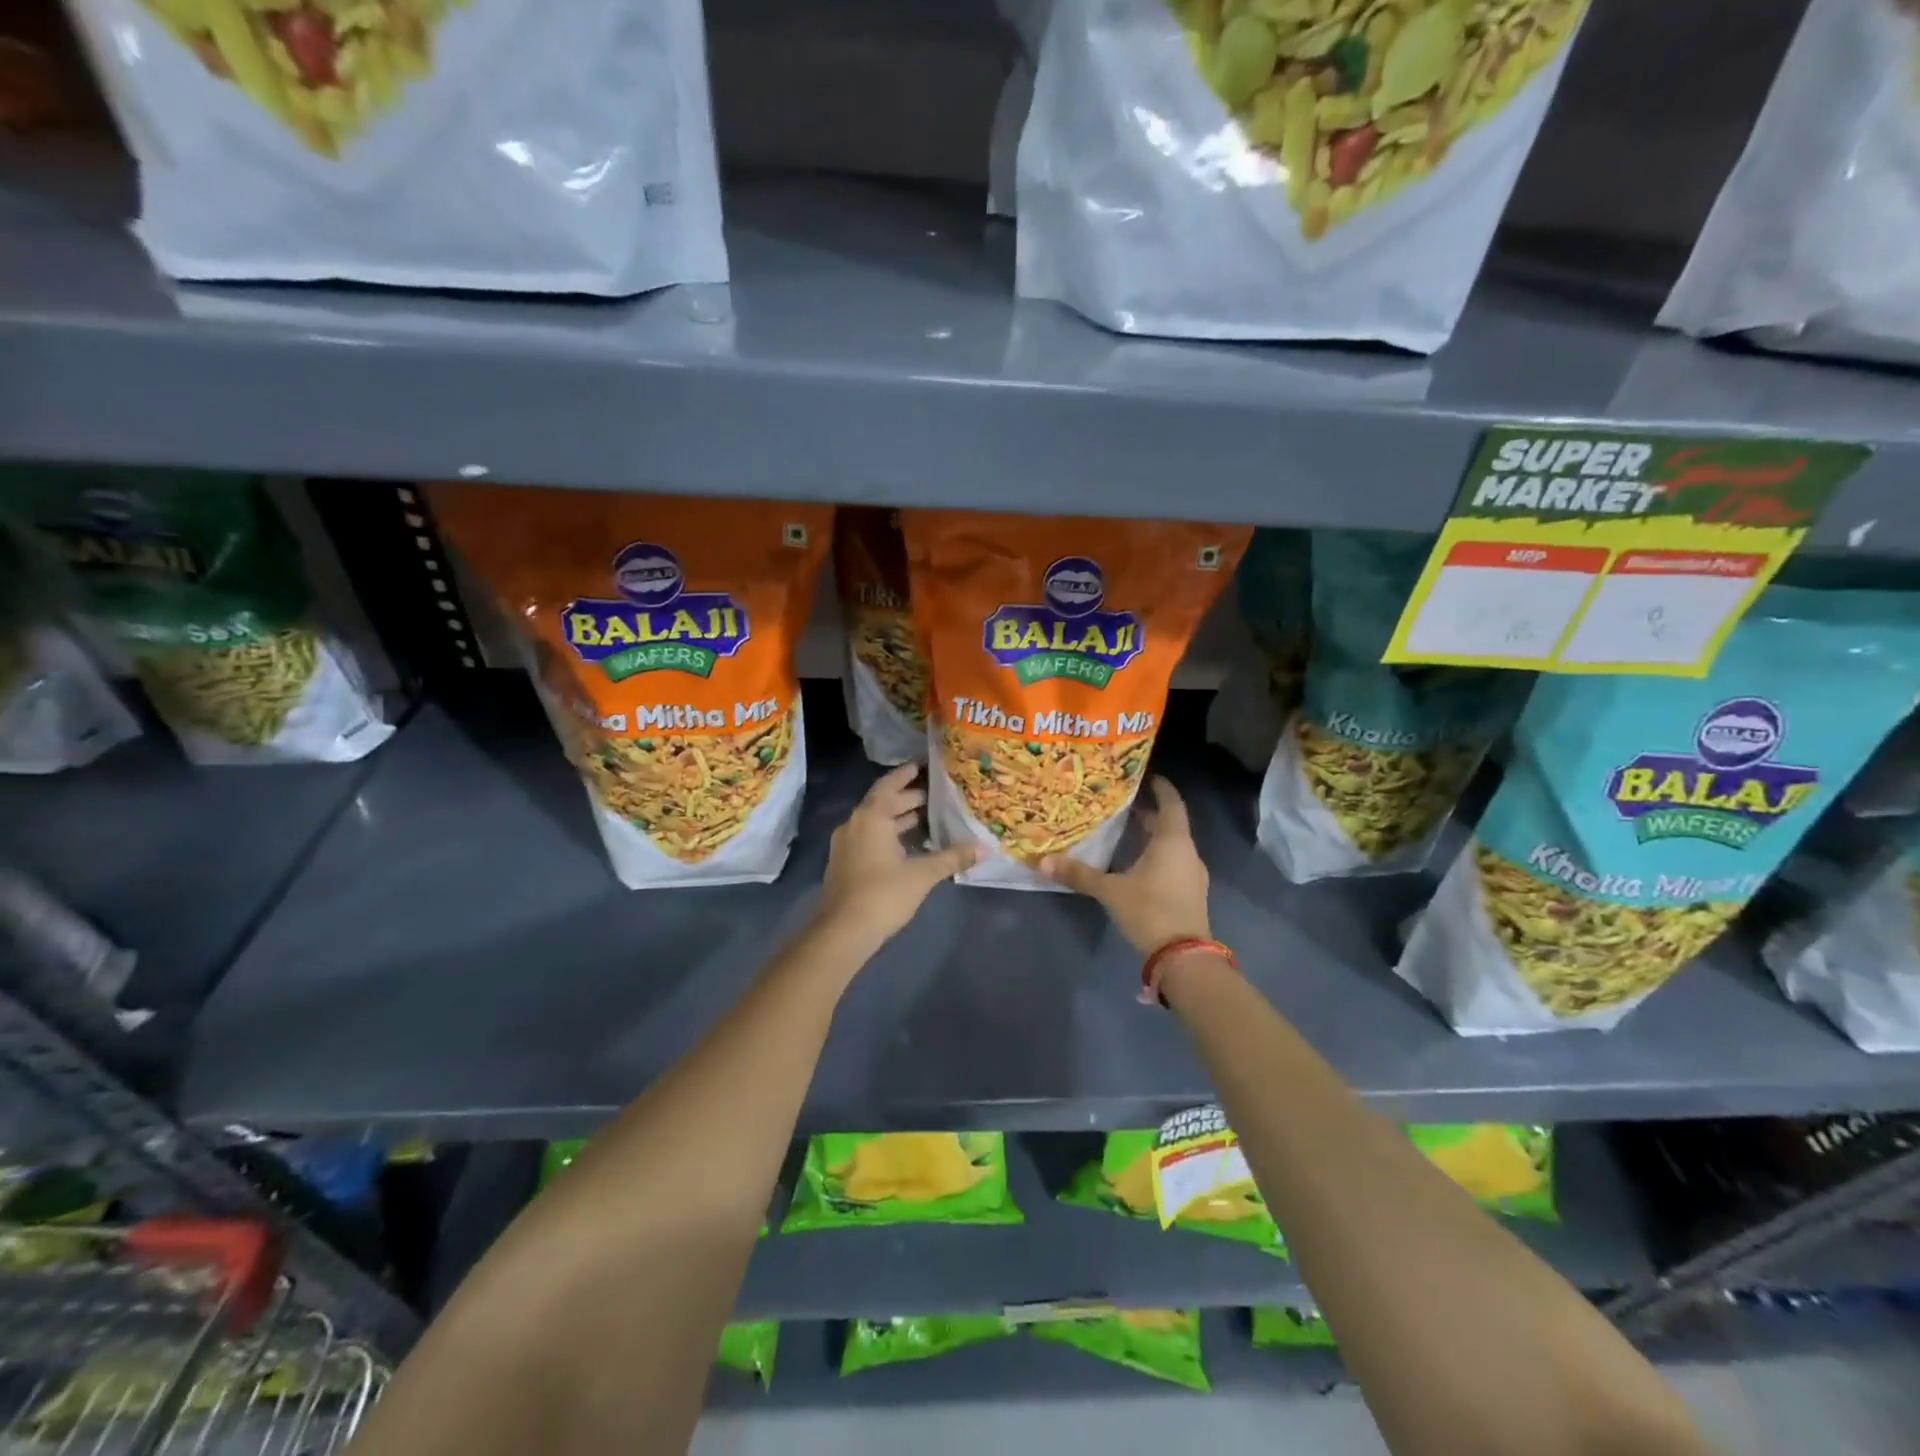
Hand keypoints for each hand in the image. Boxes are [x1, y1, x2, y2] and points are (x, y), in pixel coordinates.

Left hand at [817, 763, 977, 945]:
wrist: (842, 932)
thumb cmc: (882, 894)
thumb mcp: (922, 875)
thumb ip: (951, 858)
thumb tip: (984, 848)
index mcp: (870, 817)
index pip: (890, 784)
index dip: (907, 774)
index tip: (925, 765)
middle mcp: (855, 824)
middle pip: (884, 803)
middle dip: (909, 798)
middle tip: (938, 795)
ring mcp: (847, 845)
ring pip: (877, 823)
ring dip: (900, 819)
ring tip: (930, 819)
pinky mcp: (846, 864)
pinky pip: (871, 839)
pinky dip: (891, 836)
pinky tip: (911, 847)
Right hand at [1042, 777, 1209, 955]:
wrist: (1183, 958)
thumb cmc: (1149, 911)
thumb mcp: (1110, 891)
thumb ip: (1079, 874)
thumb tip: (1042, 861)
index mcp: (1173, 841)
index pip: (1171, 803)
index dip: (1161, 788)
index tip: (1146, 776)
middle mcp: (1187, 852)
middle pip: (1170, 824)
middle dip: (1149, 813)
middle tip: (1124, 804)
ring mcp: (1192, 875)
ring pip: (1172, 845)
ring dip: (1153, 836)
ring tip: (1126, 831)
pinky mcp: (1190, 894)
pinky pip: (1174, 863)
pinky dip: (1157, 856)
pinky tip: (1137, 865)